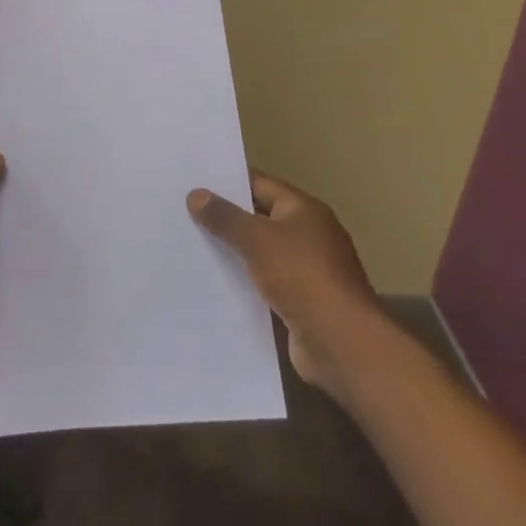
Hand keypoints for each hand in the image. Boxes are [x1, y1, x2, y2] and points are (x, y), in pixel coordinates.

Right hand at [187, 173, 379, 394]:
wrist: (342, 344)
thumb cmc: (303, 277)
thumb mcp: (258, 240)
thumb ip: (225, 217)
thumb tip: (195, 194)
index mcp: (304, 210)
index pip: (259, 184)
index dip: (227, 181)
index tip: (193, 181)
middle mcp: (307, 235)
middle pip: (258, 218)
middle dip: (224, 217)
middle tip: (182, 212)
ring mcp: (305, 270)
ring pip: (259, 253)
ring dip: (231, 251)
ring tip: (189, 245)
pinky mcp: (298, 302)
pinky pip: (262, 283)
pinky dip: (241, 281)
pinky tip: (210, 283)